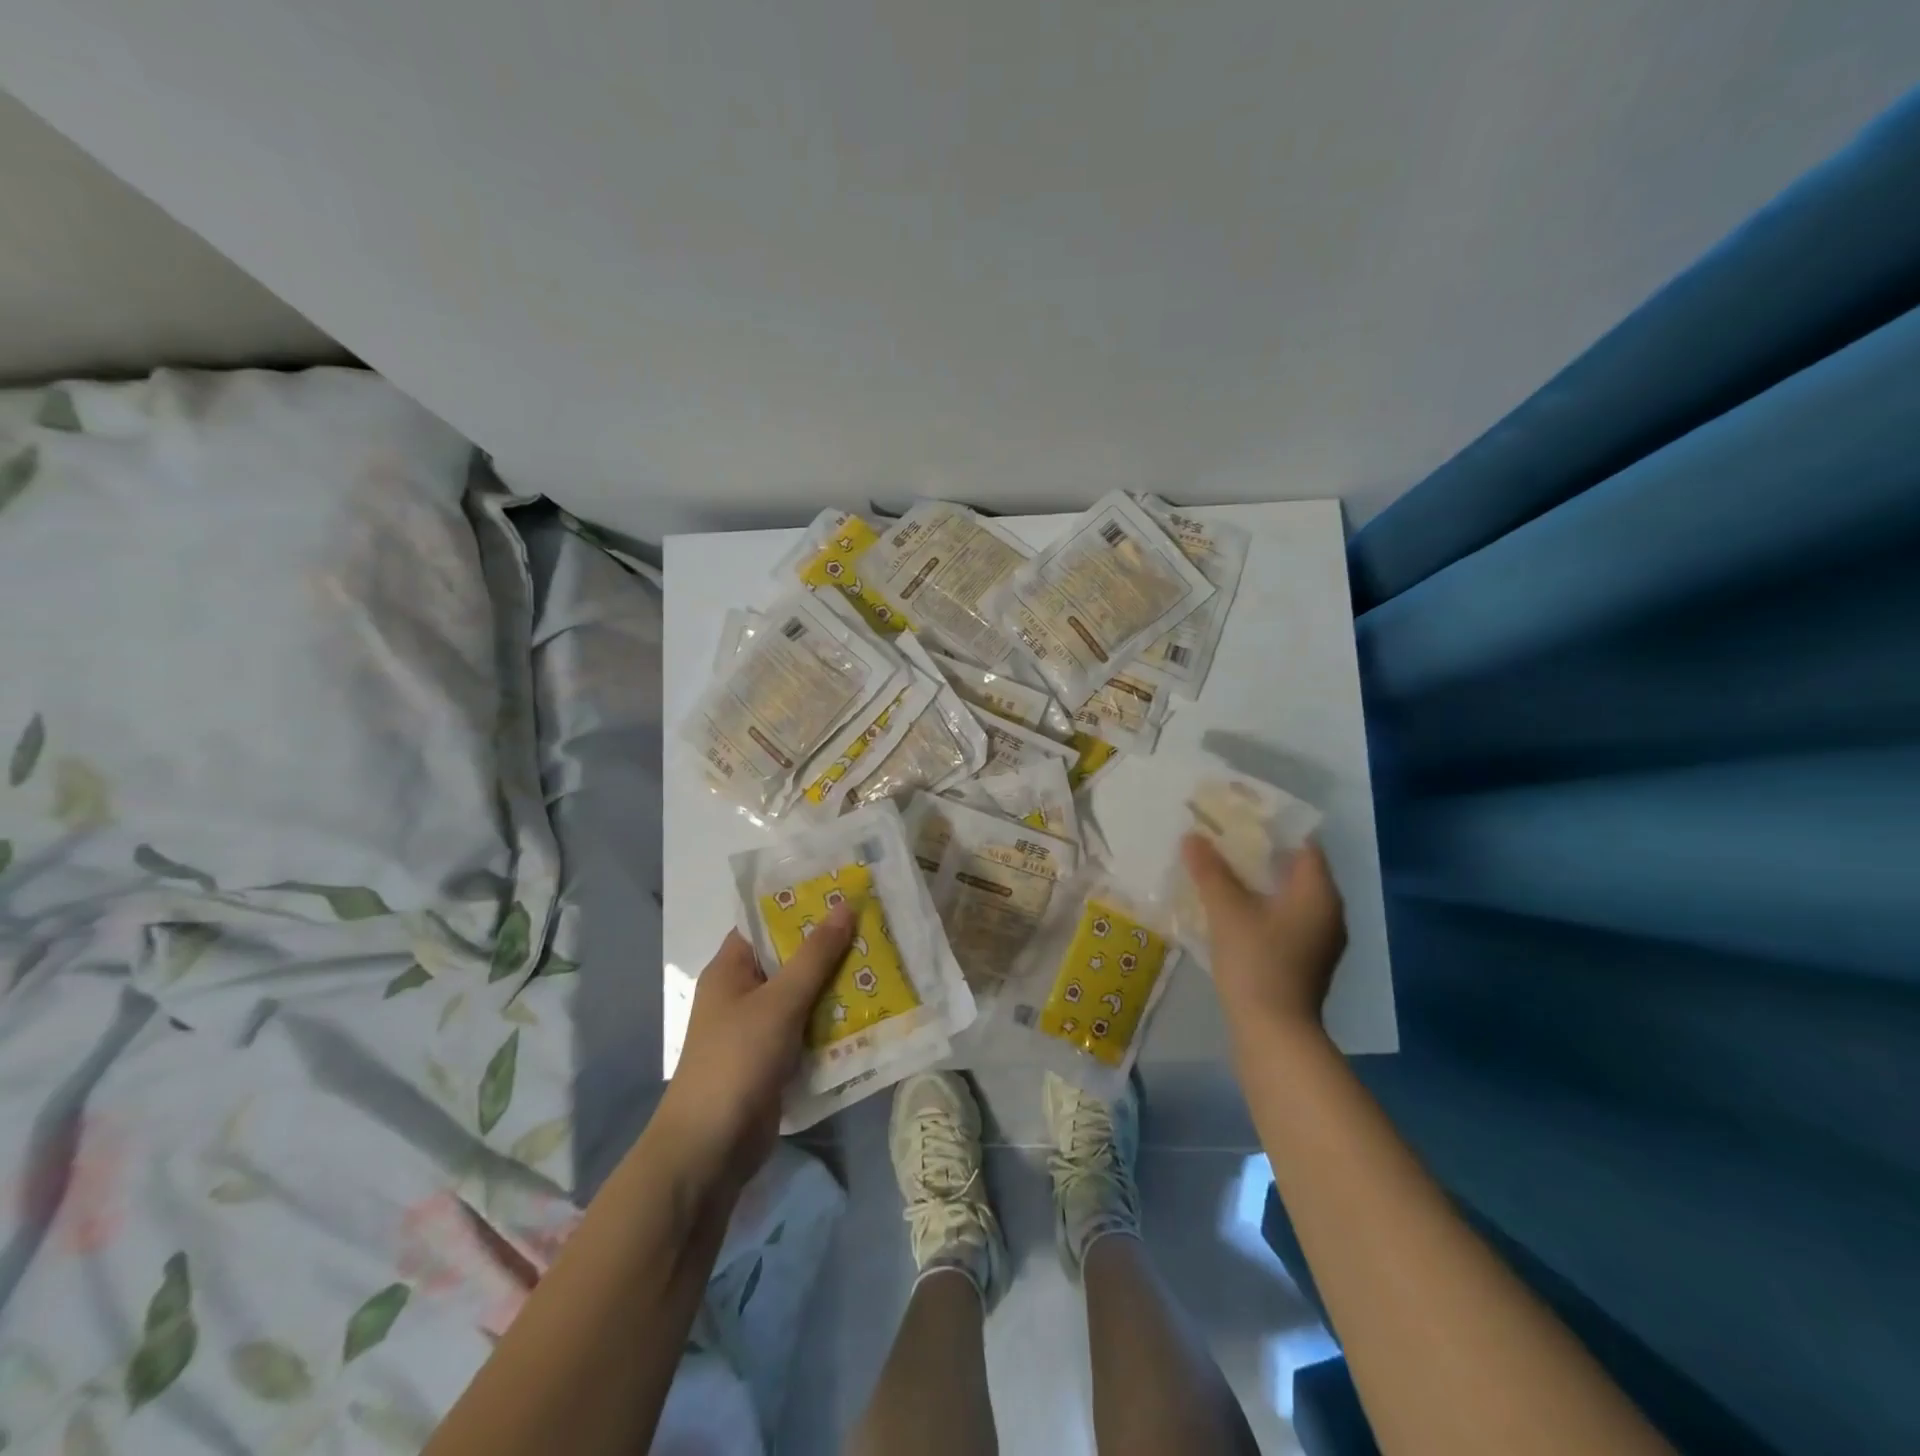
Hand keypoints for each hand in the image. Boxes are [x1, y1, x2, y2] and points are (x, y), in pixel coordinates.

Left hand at [653, 908, 853, 1193]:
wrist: (711, 1149)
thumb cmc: (737, 1060)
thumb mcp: (780, 1002)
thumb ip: (814, 956)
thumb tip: (844, 906)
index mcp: (731, 969)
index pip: (767, 923)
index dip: (803, 905)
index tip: (845, 892)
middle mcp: (744, 993)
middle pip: (791, 958)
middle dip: (831, 947)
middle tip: (877, 926)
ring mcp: (760, 1028)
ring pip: (805, 994)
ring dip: (838, 984)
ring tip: (885, 962)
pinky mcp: (776, 1059)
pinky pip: (810, 1028)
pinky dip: (835, 1020)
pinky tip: (873, 1010)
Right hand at [1180, 834, 1346, 1045]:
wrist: (1274, 1031)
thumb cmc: (1257, 961)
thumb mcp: (1227, 910)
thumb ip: (1210, 870)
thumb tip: (1193, 836)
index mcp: (1319, 892)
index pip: (1303, 843)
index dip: (1272, 826)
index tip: (1239, 816)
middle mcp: (1330, 911)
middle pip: (1296, 869)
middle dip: (1261, 853)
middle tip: (1223, 839)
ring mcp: (1321, 939)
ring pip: (1290, 896)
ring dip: (1260, 881)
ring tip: (1222, 870)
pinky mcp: (1307, 960)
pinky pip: (1287, 918)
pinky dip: (1263, 906)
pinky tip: (1233, 909)